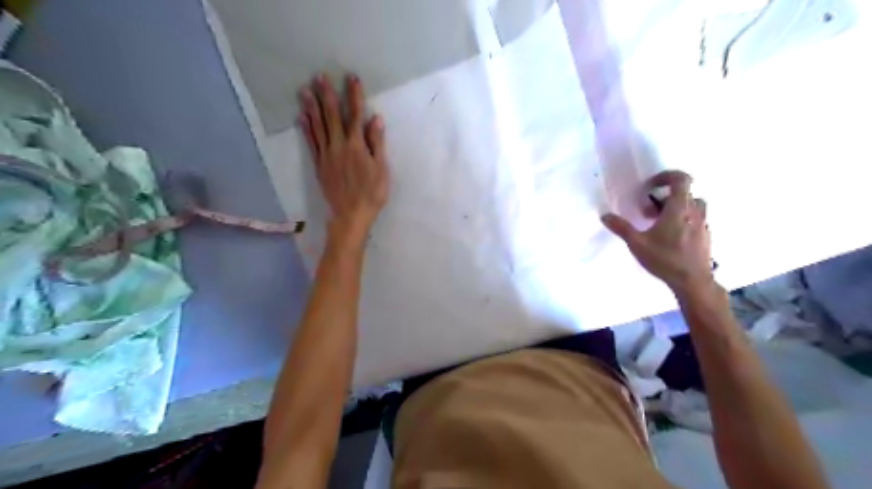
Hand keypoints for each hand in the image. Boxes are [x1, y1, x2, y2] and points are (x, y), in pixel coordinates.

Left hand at [301, 74, 392, 249]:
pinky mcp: (319, 164)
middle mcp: (339, 146)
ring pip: (318, 127)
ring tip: (305, 90)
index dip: (354, 96)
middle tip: (320, 76)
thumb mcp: (381, 170)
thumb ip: (377, 144)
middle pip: (332, 116)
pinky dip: (307, 128)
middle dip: (328, 95)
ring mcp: (326, 155)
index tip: (351, 78)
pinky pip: (311, 142)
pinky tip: (302, 117)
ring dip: (312, 107)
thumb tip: (375, 119)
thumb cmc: (372, 194)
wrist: (351, 214)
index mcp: (357, 146)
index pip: (356, 115)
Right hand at [605, 170, 710, 295]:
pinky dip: (683, 220)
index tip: (650, 186)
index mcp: (679, 208)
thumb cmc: (664, 259)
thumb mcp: (637, 243)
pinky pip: (695, 219)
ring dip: (675, 208)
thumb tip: (605, 215)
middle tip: (648, 211)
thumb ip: (621, 227)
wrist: (693, 281)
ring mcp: (703, 224)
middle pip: (684, 193)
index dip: (666, 176)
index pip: (681, 179)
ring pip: (692, 206)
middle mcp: (694, 212)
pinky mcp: (705, 236)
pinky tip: (670, 237)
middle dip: (665, 197)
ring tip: (659, 223)